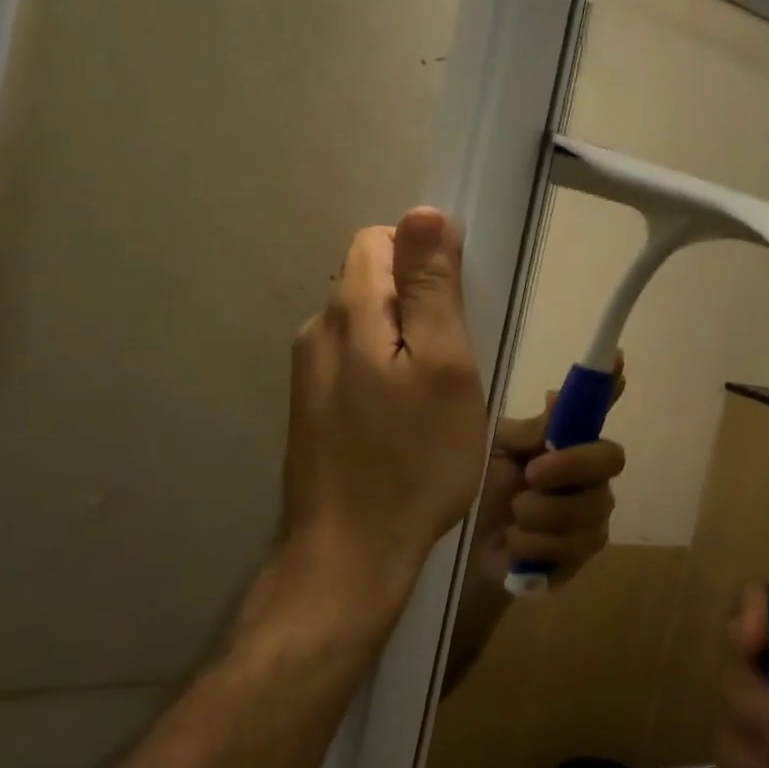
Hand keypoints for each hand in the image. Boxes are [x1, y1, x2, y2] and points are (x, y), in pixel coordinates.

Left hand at [278, 209, 486, 623]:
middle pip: (372, 281)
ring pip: (368, 326)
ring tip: (437, 395)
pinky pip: (357, 363)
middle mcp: (317, 332)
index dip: (425, 258)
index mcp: (348, 312)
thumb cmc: (414, 460)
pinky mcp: (312, 409)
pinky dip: (388, 372)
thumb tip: (424, 212)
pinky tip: (408, 420)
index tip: (459, 306)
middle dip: (419, 303)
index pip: (381, 240)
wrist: (349, 555)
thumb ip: (431, 286)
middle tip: (457, 360)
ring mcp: (309, 374)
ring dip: (406, 341)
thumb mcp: (444, 366)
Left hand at [468, 363, 626, 590]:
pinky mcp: (578, 556)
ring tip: (513, 515)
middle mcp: (586, 475)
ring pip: (591, 509)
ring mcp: (588, 517)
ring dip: (542, 513)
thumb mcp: (495, 453)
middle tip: (532, 474)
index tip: (617, 359)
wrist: (462, 549)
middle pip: (611, 459)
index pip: (595, 408)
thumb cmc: (478, 490)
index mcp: (564, 442)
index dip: (609, 384)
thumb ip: (530, 432)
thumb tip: (558, 394)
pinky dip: (537, 545)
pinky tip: (515, 542)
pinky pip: (575, 548)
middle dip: (572, 466)